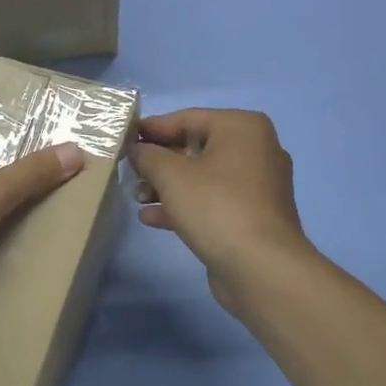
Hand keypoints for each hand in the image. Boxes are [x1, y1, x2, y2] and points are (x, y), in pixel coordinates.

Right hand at [129, 109, 313, 312]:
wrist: (261, 267)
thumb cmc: (216, 206)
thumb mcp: (171, 174)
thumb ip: (148, 155)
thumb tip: (138, 150)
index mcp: (242, 127)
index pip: (187, 118)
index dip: (152, 128)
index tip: (124, 138)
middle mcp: (255, 149)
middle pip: (195, 147)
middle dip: (159, 162)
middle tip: (129, 171)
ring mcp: (257, 185)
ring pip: (202, 177)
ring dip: (167, 186)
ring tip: (136, 197)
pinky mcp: (253, 215)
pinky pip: (213, 201)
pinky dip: (185, 205)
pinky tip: (152, 218)